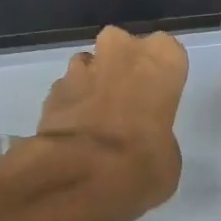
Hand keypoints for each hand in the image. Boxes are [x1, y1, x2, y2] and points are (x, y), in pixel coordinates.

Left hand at [29, 27, 187, 220]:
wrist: (78, 174)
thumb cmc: (141, 162)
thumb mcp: (168, 157)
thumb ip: (157, 134)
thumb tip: (144, 139)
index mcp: (161, 59)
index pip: (167, 52)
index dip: (160, 76)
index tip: (157, 99)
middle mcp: (121, 50)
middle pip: (124, 47)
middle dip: (123, 68)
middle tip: (127, 104)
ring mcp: (82, 66)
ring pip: (91, 64)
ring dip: (94, 83)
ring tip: (97, 119)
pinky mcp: (53, 88)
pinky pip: (68, 89)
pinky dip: (71, 104)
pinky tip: (74, 131)